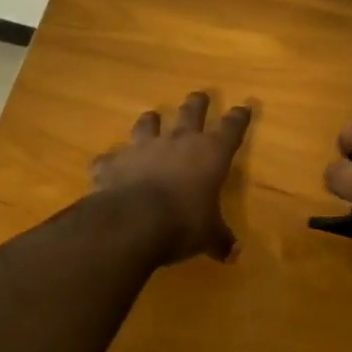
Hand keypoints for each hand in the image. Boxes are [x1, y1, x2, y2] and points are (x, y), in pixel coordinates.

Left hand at [92, 93, 252, 263]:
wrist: (133, 222)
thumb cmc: (183, 223)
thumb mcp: (208, 236)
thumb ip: (220, 240)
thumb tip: (234, 255)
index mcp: (210, 154)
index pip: (231, 128)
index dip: (239, 117)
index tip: (244, 107)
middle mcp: (178, 142)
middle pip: (191, 112)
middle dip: (198, 103)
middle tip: (200, 96)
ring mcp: (143, 148)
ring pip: (148, 124)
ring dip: (150, 122)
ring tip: (151, 119)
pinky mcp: (113, 162)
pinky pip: (110, 158)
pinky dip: (110, 162)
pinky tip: (107, 167)